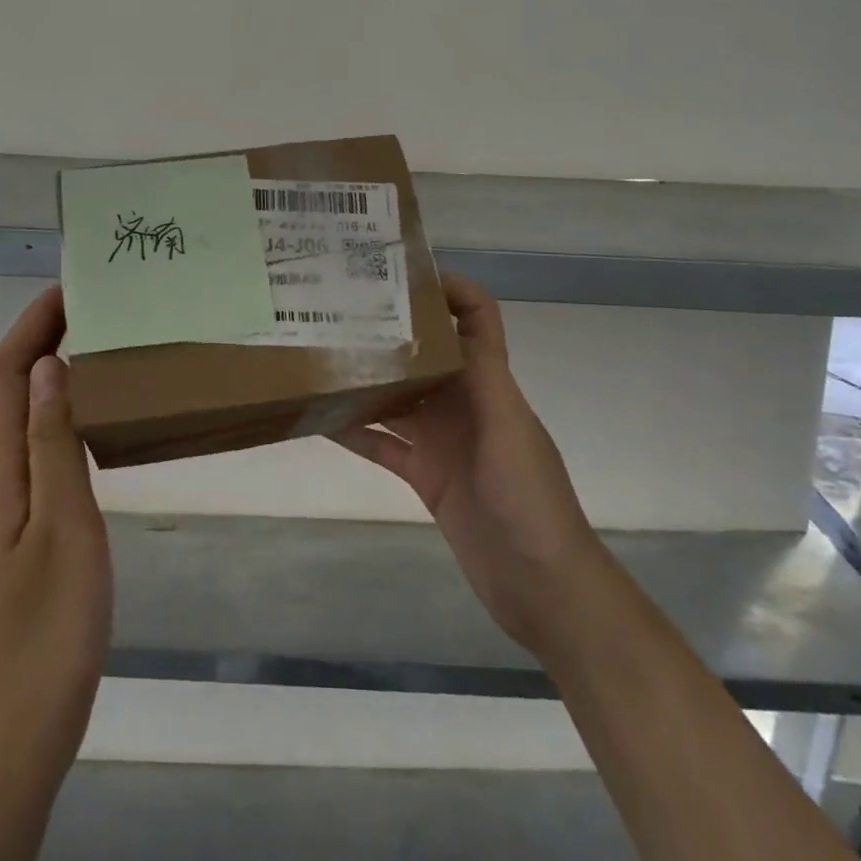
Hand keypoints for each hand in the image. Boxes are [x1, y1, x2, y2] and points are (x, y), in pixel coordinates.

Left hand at [0, 286, 111, 772]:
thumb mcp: (64, 525)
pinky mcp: (25, 527)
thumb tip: (50, 365)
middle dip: (43, 337)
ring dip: (54, 373)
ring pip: (24, 417)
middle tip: (98, 310)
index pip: (5, 373)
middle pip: (8, 388)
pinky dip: (64, 414)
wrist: (16, 724)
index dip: (32, 325)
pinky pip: (40, 447)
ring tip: (105, 349)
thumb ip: (54, 443)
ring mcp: (8, 504)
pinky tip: (99, 422)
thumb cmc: (47, 625)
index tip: (71, 287)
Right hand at [334, 274, 597, 659]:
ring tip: (319, 356)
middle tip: (338, 309)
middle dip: (389, 330)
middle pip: (424, 353)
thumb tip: (450, 313)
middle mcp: (463, 403)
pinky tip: (320, 419)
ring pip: (397, 397)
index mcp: (489, 383)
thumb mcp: (508, 428)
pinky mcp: (425, 475)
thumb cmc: (530, 500)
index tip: (401, 274)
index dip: (449, 290)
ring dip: (365, 379)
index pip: (475, 319)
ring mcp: (442, 440)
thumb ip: (480, 373)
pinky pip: (383, 444)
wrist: (541, 586)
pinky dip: (355, 432)